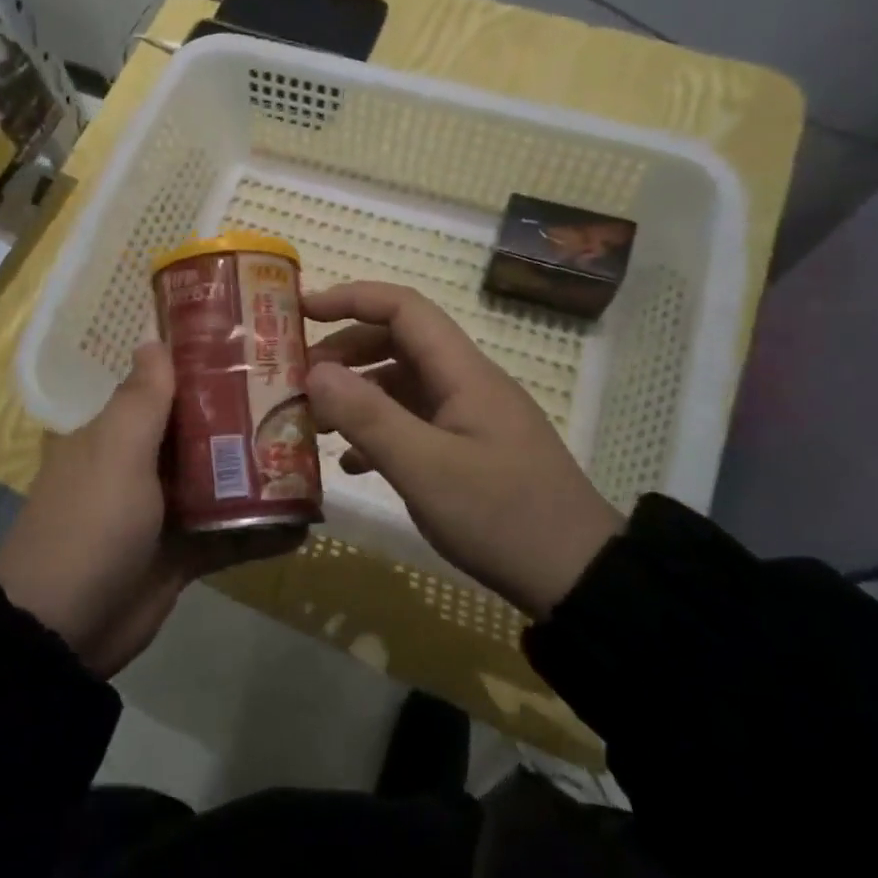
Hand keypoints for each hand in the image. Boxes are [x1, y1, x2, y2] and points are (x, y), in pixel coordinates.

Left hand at [0, 343, 295, 676]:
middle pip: (201, 433)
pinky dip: (261, 529)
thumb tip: (153, 340)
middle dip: (246, 420)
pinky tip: (304, 523)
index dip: (208, 369)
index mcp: (117, 434)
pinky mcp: (182, 554)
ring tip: (313, 455)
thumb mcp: (115, 452)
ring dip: (259, 474)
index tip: (258, 352)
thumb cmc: (91, 523)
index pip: (167, 388)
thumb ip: (142, 400)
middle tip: (303, 403)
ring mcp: (163, 512)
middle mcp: (140, 465)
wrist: (63, 629)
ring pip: (219, 482)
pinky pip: (228, 533)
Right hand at [305, 282, 623, 616]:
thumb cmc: (501, 516)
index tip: (301, 311)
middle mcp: (467, 384)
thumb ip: (367, 416)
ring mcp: (471, 419)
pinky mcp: (471, 451)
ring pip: (403, 385)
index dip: (352, 299)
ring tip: (314, 423)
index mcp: (463, 373)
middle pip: (399, 343)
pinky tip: (352, 464)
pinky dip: (379, 432)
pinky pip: (415, 423)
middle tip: (299, 380)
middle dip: (345, 352)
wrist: (577, 579)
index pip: (404, 308)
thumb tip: (314, 371)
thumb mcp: (425, 468)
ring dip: (357, 395)